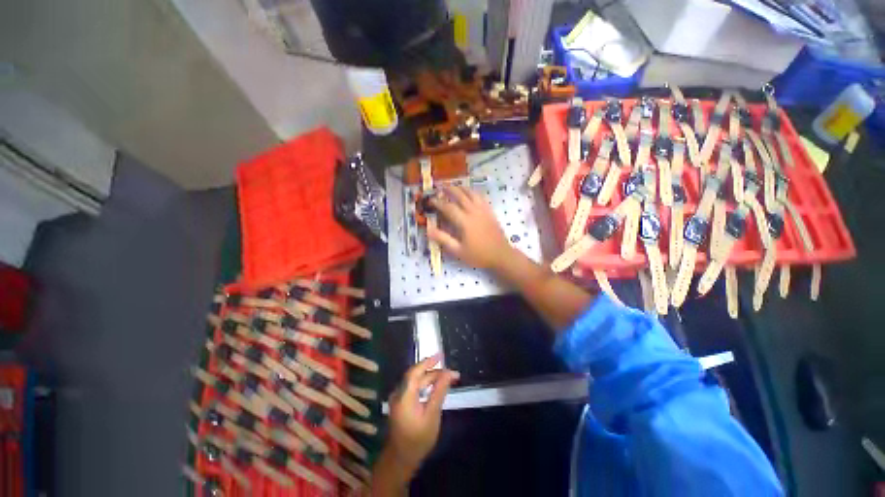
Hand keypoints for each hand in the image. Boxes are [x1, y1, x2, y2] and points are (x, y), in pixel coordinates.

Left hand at [386, 355, 458, 471]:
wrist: (401, 459)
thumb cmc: (418, 439)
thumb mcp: (432, 415)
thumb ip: (439, 391)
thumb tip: (449, 373)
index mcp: (404, 394)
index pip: (415, 371)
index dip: (428, 361)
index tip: (441, 355)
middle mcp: (399, 392)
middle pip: (416, 375)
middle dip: (433, 371)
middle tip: (449, 371)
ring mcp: (398, 398)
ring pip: (415, 381)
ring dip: (430, 377)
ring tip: (445, 377)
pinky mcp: (401, 403)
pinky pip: (413, 388)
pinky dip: (425, 384)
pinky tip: (434, 386)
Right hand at [427, 185, 511, 268]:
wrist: (501, 255)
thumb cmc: (478, 255)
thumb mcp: (458, 251)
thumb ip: (443, 239)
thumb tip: (428, 230)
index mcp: (465, 221)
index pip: (448, 207)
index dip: (438, 202)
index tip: (430, 200)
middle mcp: (474, 212)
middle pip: (460, 195)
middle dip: (449, 189)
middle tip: (440, 186)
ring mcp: (483, 210)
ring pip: (472, 193)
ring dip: (461, 188)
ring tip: (454, 186)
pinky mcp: (490, 212)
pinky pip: (481, 197)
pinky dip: (473, 192)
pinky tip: (471, 193)